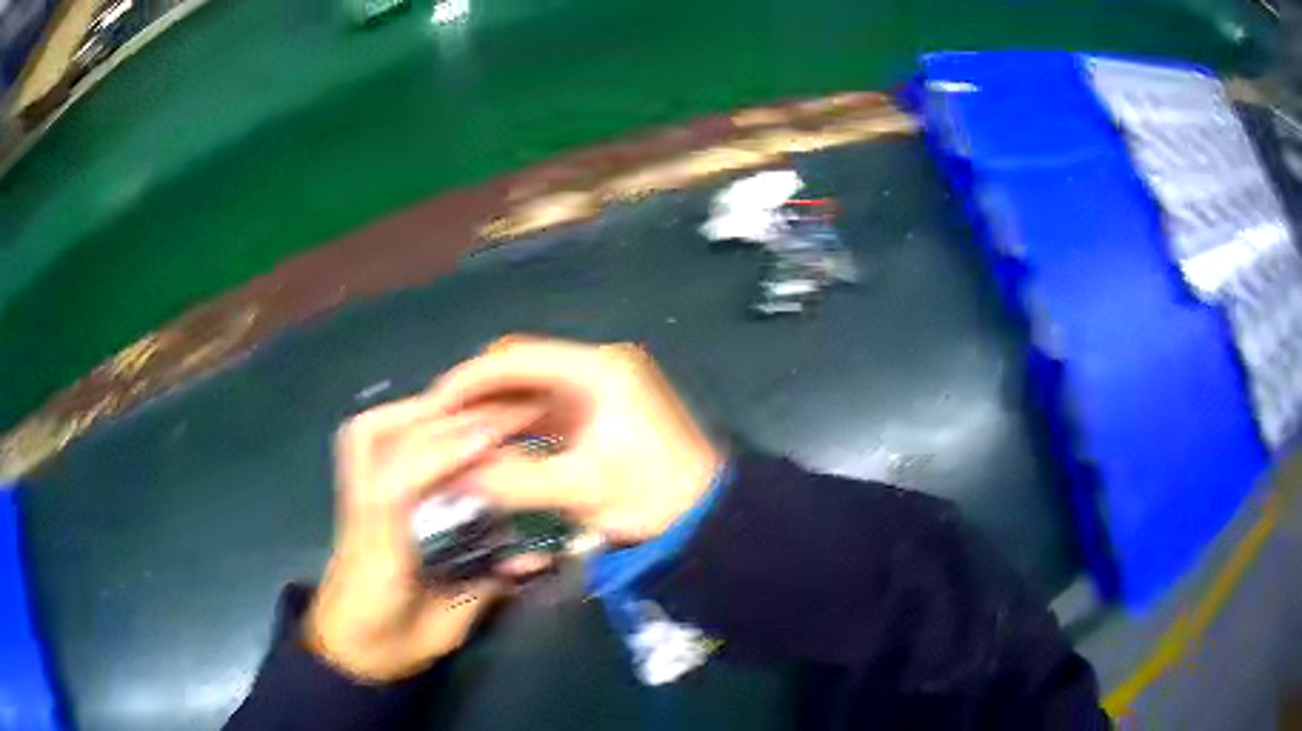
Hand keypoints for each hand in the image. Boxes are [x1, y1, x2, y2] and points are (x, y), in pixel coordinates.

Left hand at [304, 398, 535, 682]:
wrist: (347, 650)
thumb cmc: (393, 645)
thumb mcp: (443, 627)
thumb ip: (483, 588)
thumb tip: (534, 557)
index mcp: (381, 552)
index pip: (396, 487)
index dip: (440, 455)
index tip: (489, 438)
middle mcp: (362, 514)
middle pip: (380, 445)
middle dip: (440, 423)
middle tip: (494, 417)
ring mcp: (351, 502)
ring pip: (364, 437)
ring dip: (414, 412)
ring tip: (463, 409)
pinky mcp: (351, 498)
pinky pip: (362, 445)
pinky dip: (396, 422)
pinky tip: (430, 421)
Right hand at [425, 336, 724, 542]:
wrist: (707, 520)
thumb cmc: (653, 496)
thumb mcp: (583, 487)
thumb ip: (514, 480)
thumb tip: (455, 477)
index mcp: (598, 369)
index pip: (517, 358)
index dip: (470, 379)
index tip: (433, 404)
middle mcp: (595, 370)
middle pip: (520, 372)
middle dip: (478, 397)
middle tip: (439, 424)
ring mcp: (597, 394)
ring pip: (529, 395)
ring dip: (495, 416)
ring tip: (456, 440)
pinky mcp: (597, 418)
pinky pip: (544, 416)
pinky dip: (516, 431)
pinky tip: (491, 450)